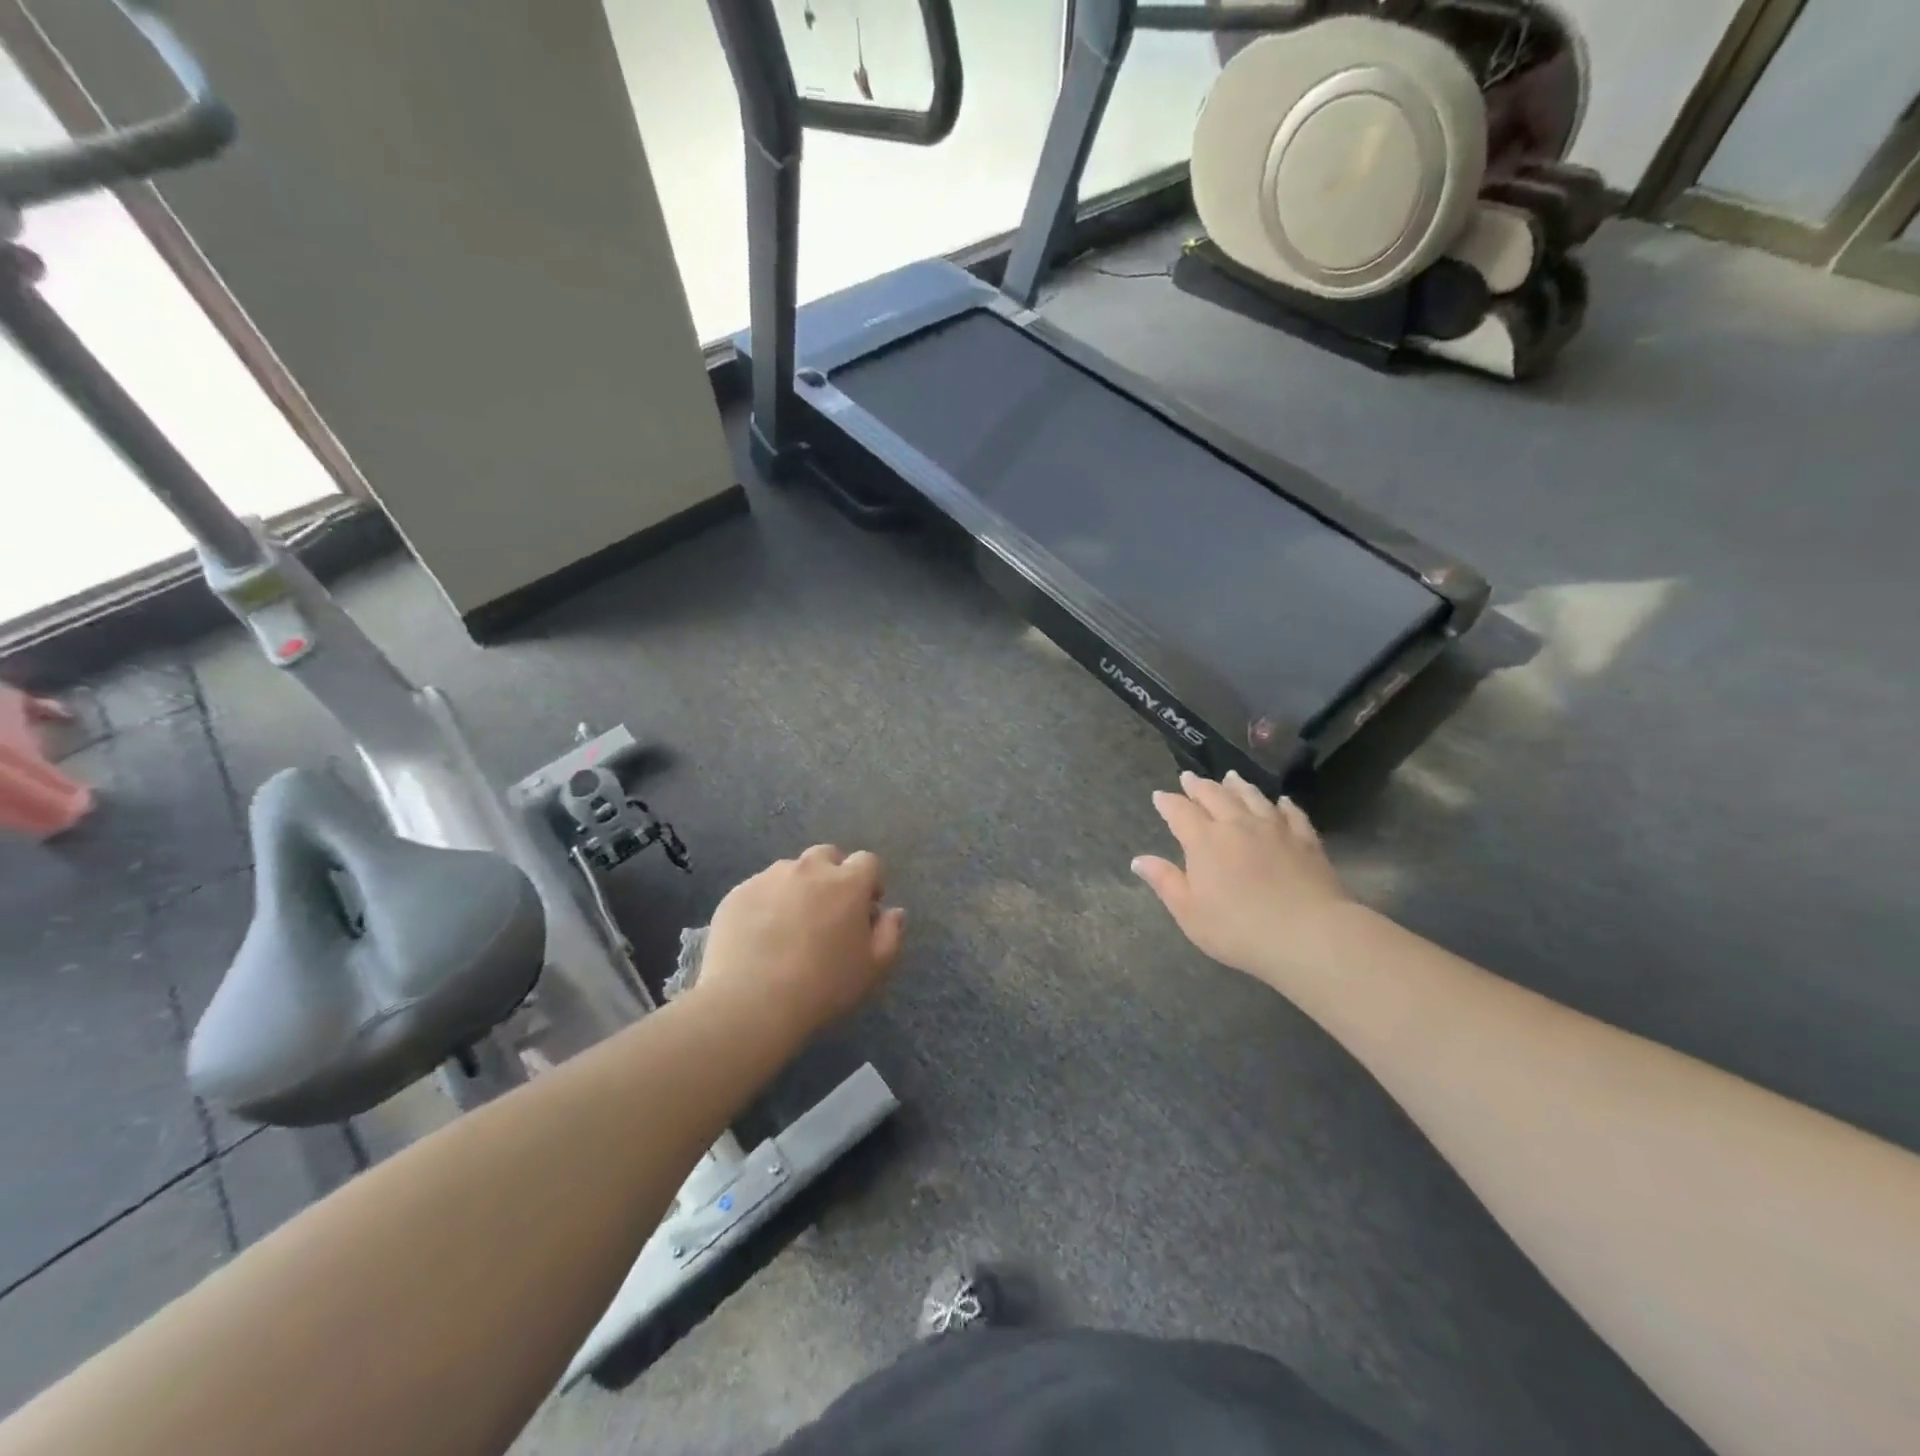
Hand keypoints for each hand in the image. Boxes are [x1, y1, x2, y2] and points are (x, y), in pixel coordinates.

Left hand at [697, 845, 906, 1040]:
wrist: (751, 1002)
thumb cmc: (823, 986)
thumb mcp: (873, 969)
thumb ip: (891, 934)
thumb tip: (894, 912)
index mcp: (848, 883)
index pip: (868, 862)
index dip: (870, 882)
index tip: (866, 909)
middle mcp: (809, 869)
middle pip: (827, 855)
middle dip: (833, 875)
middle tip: (829, 912)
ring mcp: (769, 878)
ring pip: (791, 870)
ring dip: (798, 887)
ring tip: (790, 925)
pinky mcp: (737, 893)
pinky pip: (759, 889)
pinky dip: (766, 903)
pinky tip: (760, 936)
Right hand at [1132, 771, 1354, 985]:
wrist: (1308, 934)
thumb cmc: (1238, 929)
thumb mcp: (1189, 912)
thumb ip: (1165, 882)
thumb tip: (1139, 859)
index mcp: (1204, 841)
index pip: (1180, 812)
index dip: (1168, 802)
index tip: (1159, 796)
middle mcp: (1237, 825)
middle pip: (1215, 795)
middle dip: (1199, 786)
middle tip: (1189, 777)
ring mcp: (1275, 829)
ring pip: (1252, 797)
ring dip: (1237, 785)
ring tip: (1230, 777)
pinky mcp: (1306, 840)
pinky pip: (1292, 814)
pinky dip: (1283, 804)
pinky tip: (1281, 801)